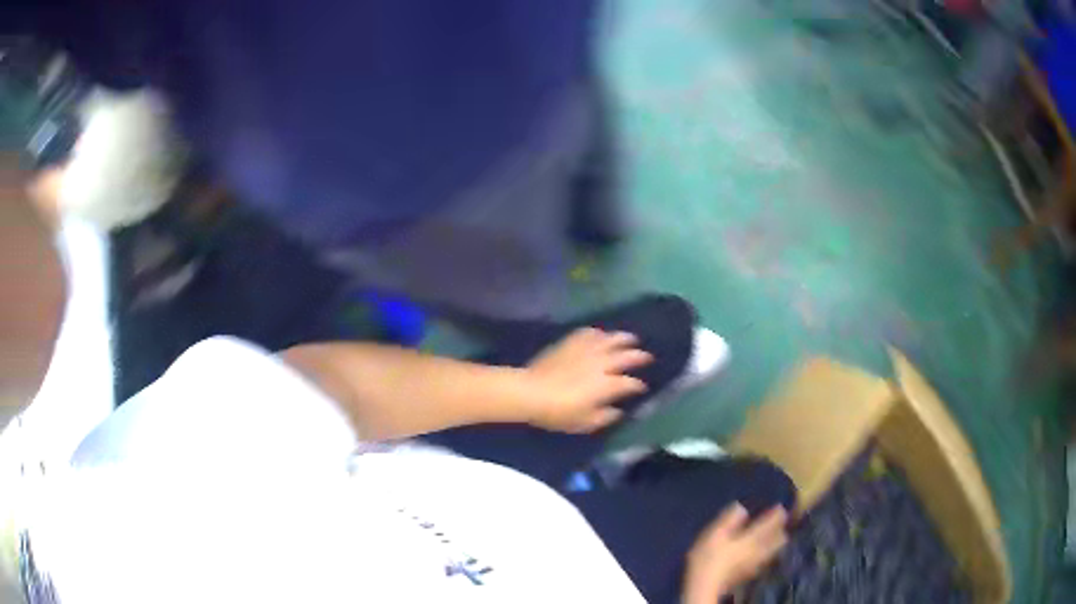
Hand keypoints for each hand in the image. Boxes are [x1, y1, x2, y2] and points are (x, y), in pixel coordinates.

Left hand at [523, 328, 652, 432]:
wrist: (530, 391)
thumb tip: (618, 411)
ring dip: (624, 338)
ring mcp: (586, 350)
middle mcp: (602, 363)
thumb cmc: (557, 412)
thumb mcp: (584, 423)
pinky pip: (589, 333)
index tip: (642, 387)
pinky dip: (599, 333)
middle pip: (626, 355)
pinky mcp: (570, 342)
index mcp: (607, 384)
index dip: (638, 385)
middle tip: (647, 356)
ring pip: (611, 339)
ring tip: (631, 338)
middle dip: (639, 356)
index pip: (630, 383)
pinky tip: (601, 335)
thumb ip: (605, 417)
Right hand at [683, 504, 788, 602]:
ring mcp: (756, 563)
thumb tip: (741, 508)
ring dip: (776, 541)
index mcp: (752, 537)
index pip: (771, 523)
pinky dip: (767, 553)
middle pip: (779, 538)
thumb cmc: (709, 558)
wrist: (705, 586)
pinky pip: (765, 560)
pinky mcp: (749, 574)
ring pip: (774, 550)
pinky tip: (760, 554)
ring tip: (774, 537)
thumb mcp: (714, 533)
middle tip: (780, 522)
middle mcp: (759, 549)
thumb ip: (729, 519)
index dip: (777, 514)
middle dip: (781, 529)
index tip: (780, 507)